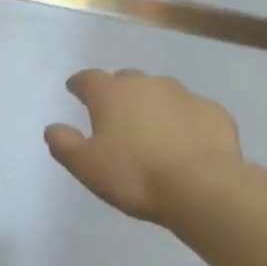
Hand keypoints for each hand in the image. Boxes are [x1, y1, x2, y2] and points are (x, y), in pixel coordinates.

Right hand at [45, 69, 242, 222]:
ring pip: (161, 92)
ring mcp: (184, 94)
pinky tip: (185, 141)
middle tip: (114, 115)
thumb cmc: (135, 175)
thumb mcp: (86, 166)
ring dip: (152, 104)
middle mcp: (147, 84)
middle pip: (126, 80)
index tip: (75, 90)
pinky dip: (183, 120)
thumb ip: (64, 144)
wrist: (203, 186)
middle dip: (117, 93)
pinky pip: (191, 111)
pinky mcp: (213, 111)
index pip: (88, 78)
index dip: (79, 84)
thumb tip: (52, 128)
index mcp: (111, 94)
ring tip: (151, 129)